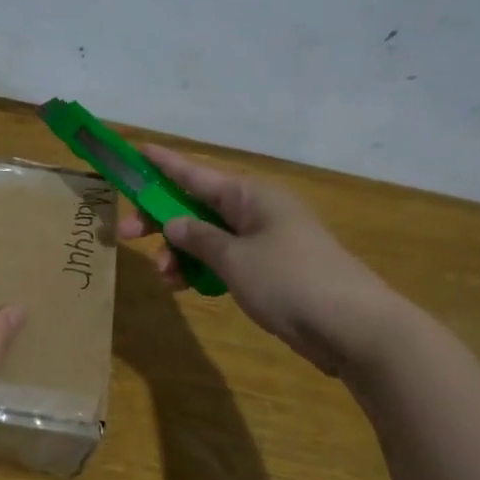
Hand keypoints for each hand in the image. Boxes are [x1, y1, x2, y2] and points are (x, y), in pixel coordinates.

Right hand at [116, 146, 415, 376]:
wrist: (354, 328)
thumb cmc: (290, 281)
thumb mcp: (234, 258)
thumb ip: (198, 238)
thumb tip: (173, 222)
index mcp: (250, 195)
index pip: (195, 173)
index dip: (162, 163)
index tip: (135, 151)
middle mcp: (256, 211)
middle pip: (196, 206)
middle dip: (160, 219)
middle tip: (125, 234)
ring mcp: (265, 241)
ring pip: (208, 237)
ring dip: (180, 253)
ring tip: (164, 278)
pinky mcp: (269, 270)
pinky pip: (224, 260)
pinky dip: (203, 270)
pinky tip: (186, 287)